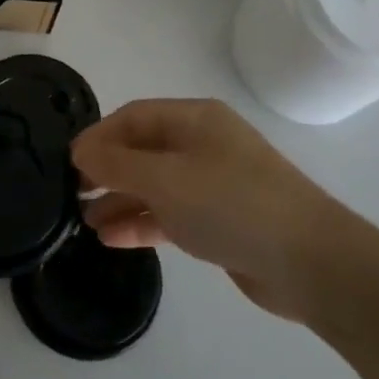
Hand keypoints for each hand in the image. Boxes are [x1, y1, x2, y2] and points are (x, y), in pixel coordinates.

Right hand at [71, 100, 350, 322]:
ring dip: (119, 200)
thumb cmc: (231, 204)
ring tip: (84, 220)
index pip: (133, 117)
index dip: (98, 137)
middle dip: (106, 170)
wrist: (309, 262)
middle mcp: (203, 145)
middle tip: (74, 192)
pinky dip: (142, 222)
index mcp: (194, 120)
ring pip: (154, 185)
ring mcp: (213, 184)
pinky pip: (170, 213)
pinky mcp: (220, 221)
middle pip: (142, 149)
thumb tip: (80, 152)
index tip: (69, 164)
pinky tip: (112, 238)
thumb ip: (116, 164)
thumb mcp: (165, 179)